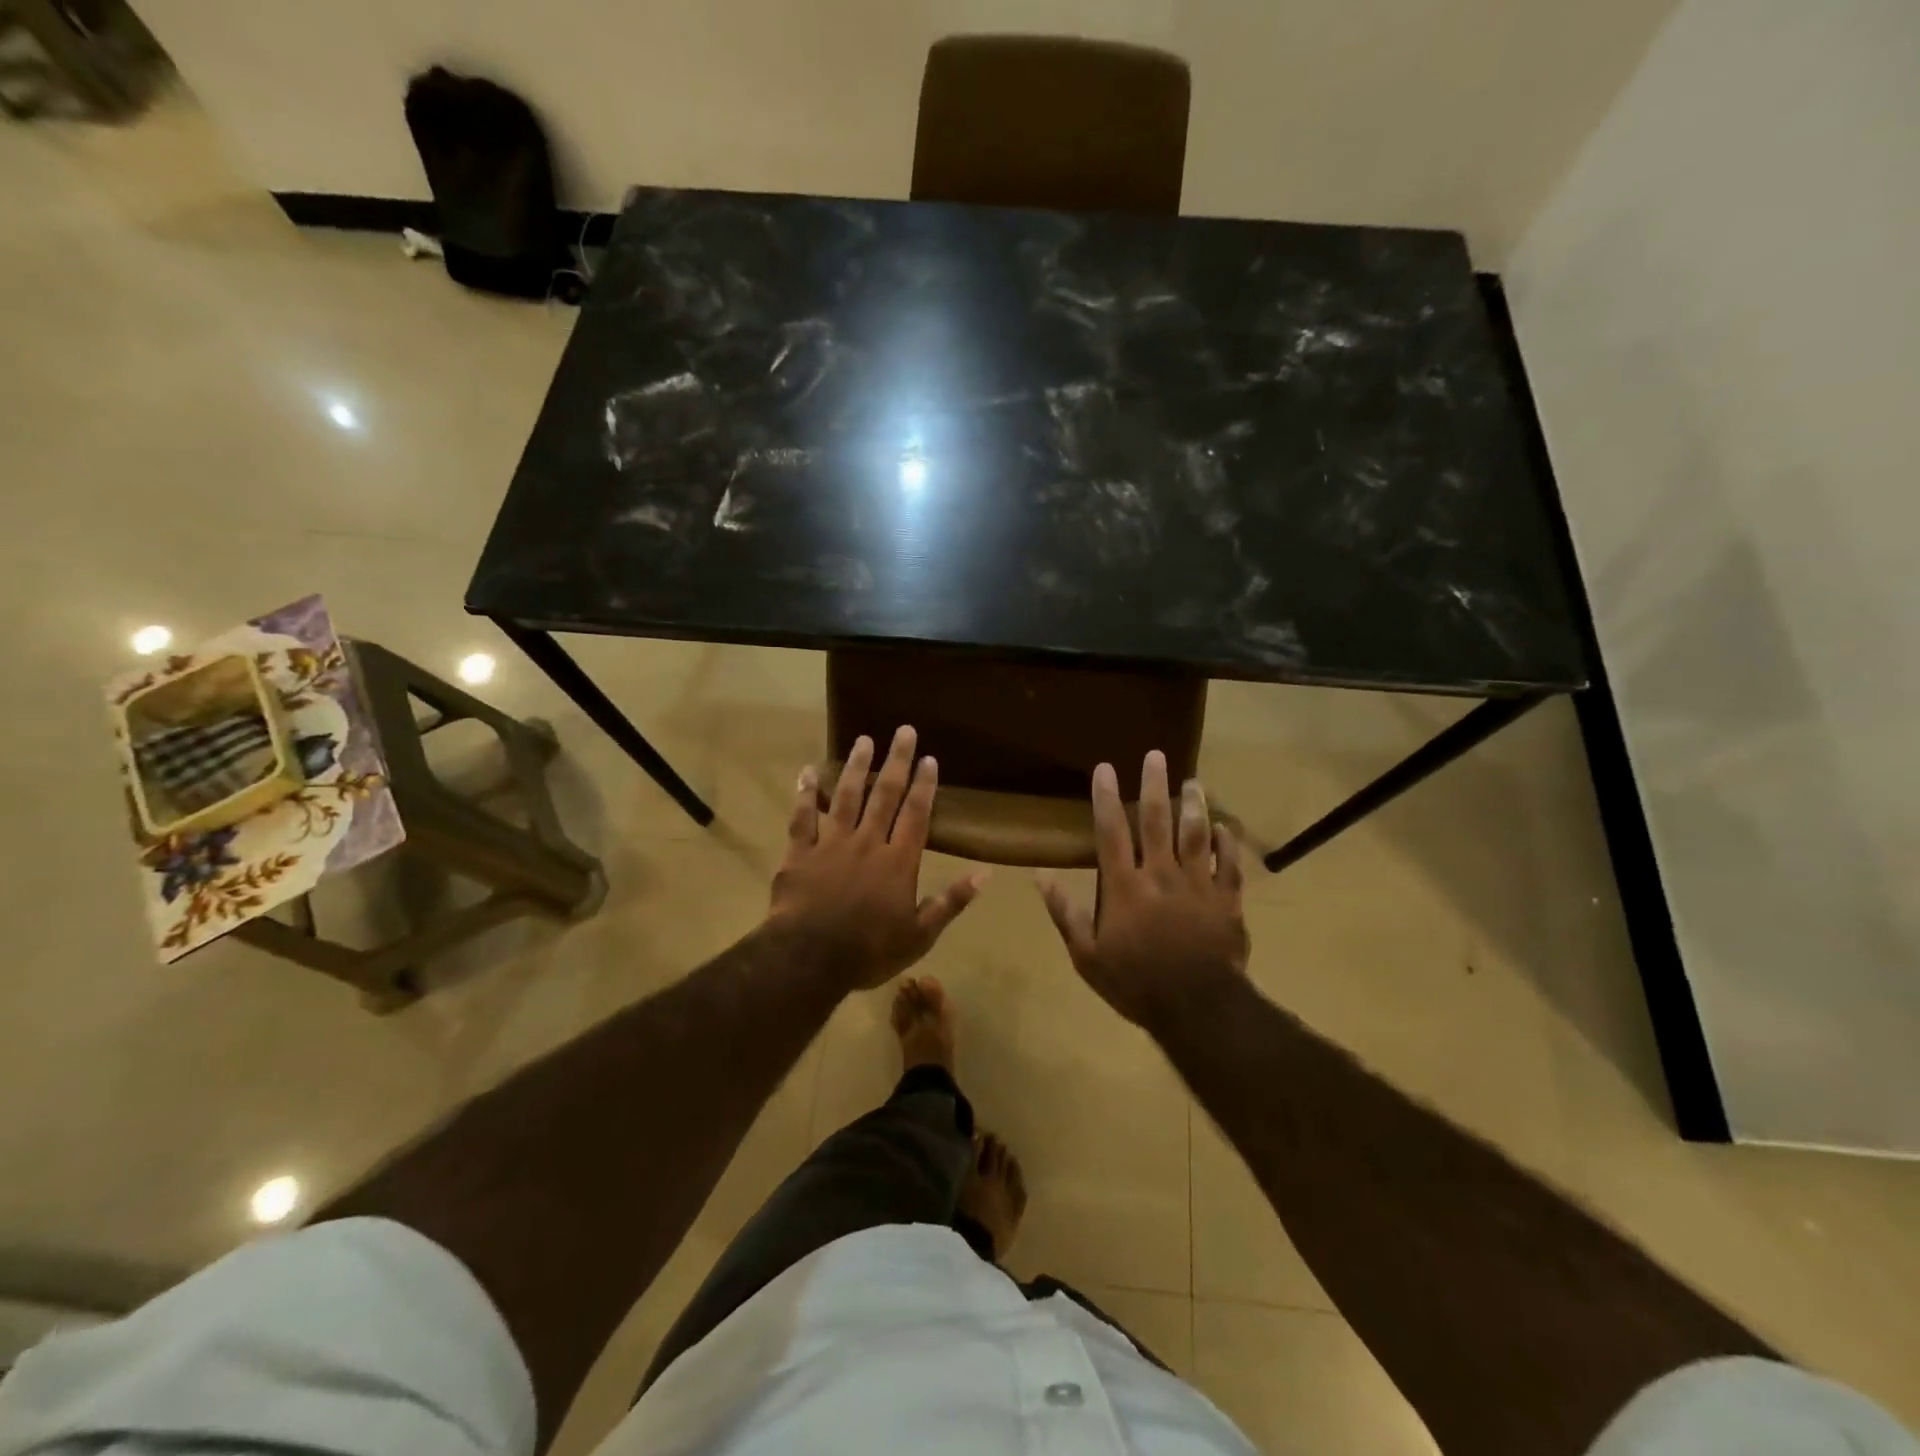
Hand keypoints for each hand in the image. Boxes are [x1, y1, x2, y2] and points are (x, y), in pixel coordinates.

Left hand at [769, 725, 984, 991]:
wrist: (809, 959)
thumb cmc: (869, 951)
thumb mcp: (920, 936)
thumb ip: (950, 902)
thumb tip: (985, 874)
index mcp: (898, 861)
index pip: (916, 814)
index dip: (924, 785)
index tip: (930, 758)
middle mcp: (868, 842)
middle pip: (885, 795)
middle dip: (897, 761)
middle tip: (904, 731)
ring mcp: (831, 843)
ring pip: (846, 796)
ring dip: (857, 767)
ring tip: (864, 740)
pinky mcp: (800, 852)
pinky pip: (803, 816)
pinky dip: (805, 793)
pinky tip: (807, 771)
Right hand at [1039, 751, 1247, 1028]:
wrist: (1198, 1009)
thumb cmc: (1136, 983)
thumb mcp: (1087, 956)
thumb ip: (1066, 913)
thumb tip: (1040, 876)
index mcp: (1124, 886)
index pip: (1111, 832)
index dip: (1106, 797)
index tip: (1105, 767)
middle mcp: (1160, 874)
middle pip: (1156, 821)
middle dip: (1154, 785)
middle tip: (1156, 755)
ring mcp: (1198, 885)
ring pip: (1195, 834)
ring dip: (1193, 805)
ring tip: (1192, 781)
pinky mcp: (1227, 900)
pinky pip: (1229, 864)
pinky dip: (1227, 843)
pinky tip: (1224, 826)